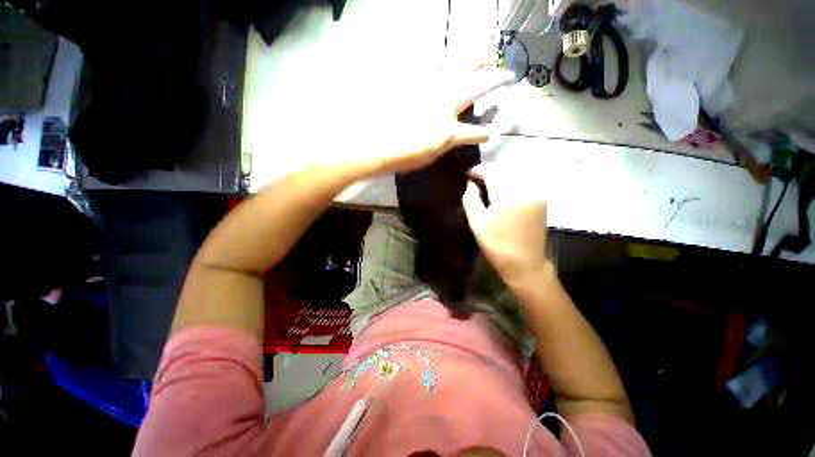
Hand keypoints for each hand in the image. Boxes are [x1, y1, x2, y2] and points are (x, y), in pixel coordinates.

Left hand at [371, 64, 513, 172]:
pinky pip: (428, 64)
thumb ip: (447, 144)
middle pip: (477, 86)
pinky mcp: (414, 83)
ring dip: (474, 59)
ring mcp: (430, 90)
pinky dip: (438, 57)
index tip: (494, 131)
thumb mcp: (432, 156)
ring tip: (484, 52)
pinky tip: (443, 53)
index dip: (487, 132)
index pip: (476, 132)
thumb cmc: (406, 156)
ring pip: (458, 67)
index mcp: (450, 130)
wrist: (378, 144)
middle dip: (495, 79)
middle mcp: (446, 104)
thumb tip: (457, 137)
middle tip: (506, 73)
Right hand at [462, 162, 550, 285]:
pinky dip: (511, 181)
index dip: (479, 170)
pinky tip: (503, 191)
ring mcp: (536, 194)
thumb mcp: (477, 224)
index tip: (469, 176)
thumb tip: (470, 184)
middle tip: (477, 179)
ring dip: (501, 175)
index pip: (492, 171)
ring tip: (488, 184)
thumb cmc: (497, 246)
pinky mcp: (541, 201)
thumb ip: (471, 200)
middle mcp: (525, 190)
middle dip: (490, 171)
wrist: (525, 264)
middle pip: (505, 169)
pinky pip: (524, 182)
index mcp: (507, 196)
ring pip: (516, 174)